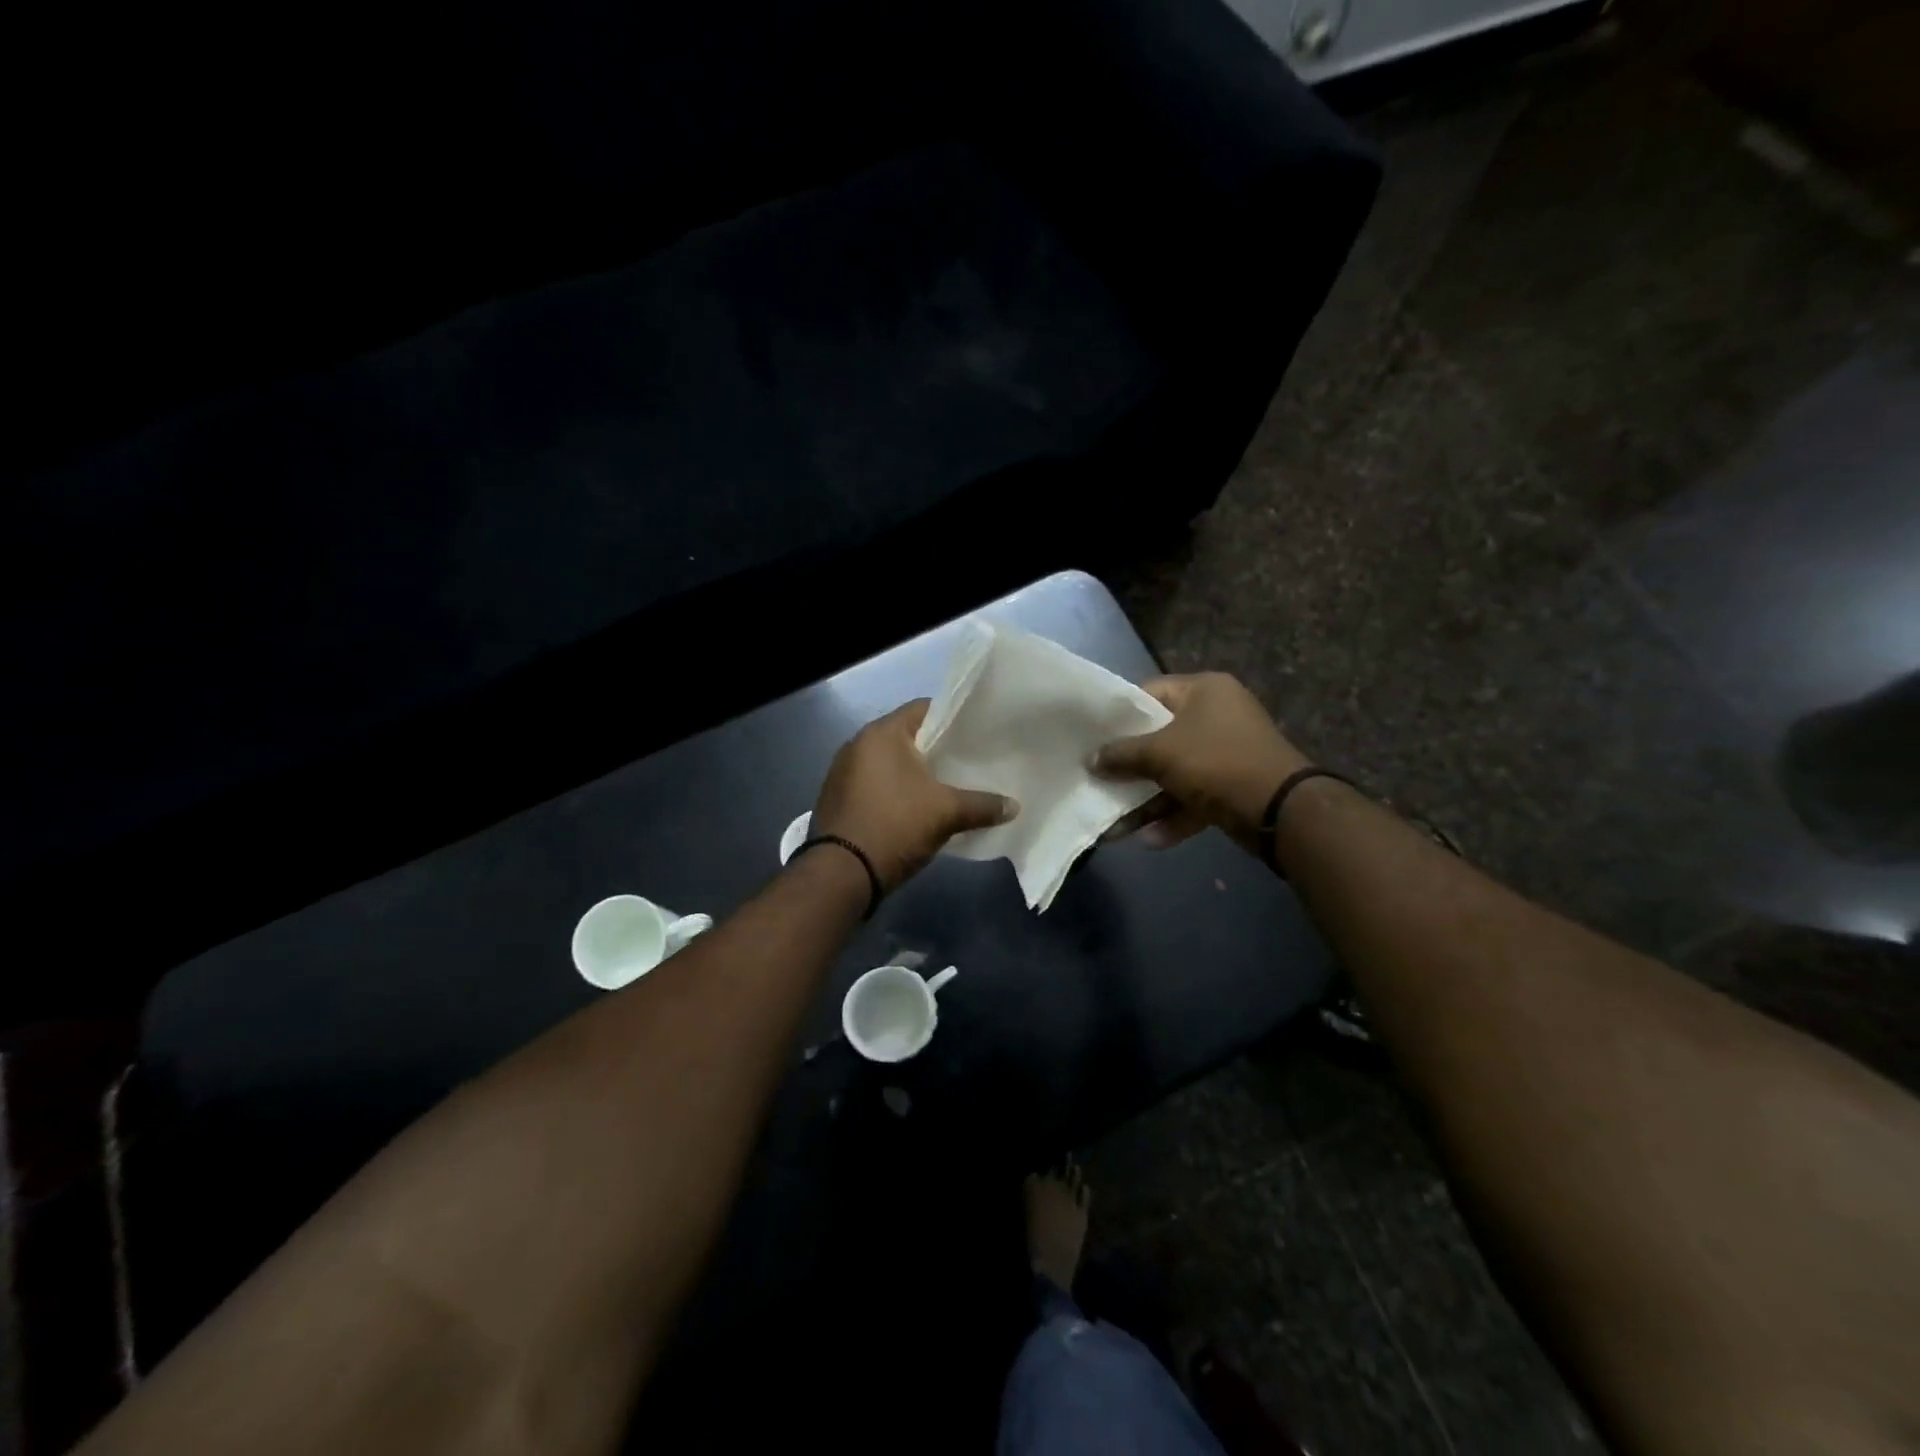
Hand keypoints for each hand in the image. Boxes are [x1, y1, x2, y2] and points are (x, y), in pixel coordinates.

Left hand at [811, 700, 1017, 890]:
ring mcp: (842, 772)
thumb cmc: (895, 826)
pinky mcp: (837, 798)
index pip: (924, 709)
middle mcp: (857, 744)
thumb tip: (1015, 806)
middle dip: (935, 749)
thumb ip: (982, 805)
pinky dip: (894, 790)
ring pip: (888, 763)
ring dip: (913, 773)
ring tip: (945, 786)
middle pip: (906, 737)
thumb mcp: (946, 814)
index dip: (952, 718)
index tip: (976, 734)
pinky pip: (873, 783)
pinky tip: (914, 808)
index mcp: (881, 734)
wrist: (841, 874)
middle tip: (967, 762)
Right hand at [1093, 673, 1307, 850]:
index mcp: (1204, 690)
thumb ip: (1122, 754)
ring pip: (1175, 773)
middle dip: (1129, 766)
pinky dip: (1173, 816)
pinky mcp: (1233, 786)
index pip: (1149, 693)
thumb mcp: (1160, 753)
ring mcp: (1227, 752)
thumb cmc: (1216, 762)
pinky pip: (1194, 797)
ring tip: (1114, 825)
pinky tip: (1150, 840)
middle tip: (1097, 780)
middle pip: (1159, 737)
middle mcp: (1217, 715)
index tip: (1093, 737)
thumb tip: (1092, 759)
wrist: (1281, 809)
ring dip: (1146, 800)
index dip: (1119, 715)